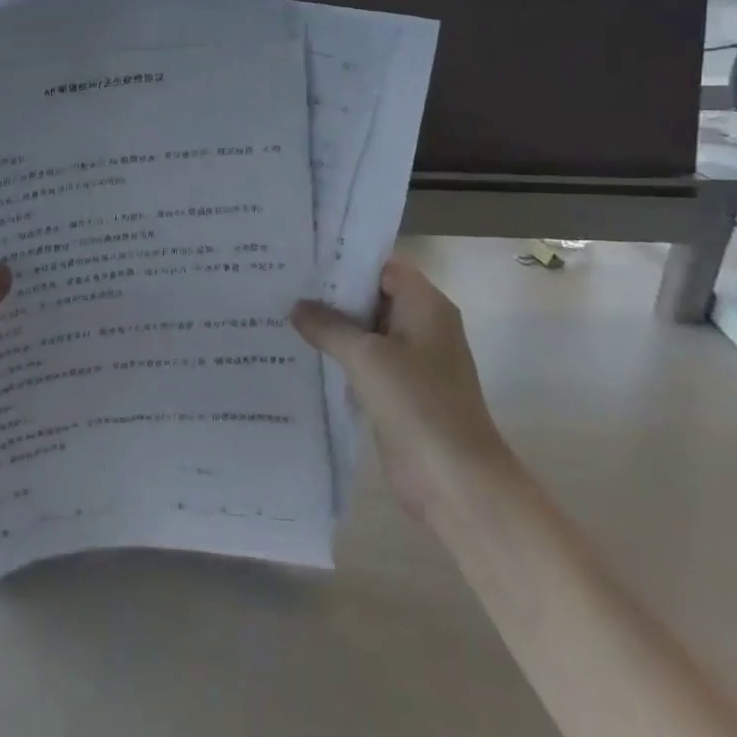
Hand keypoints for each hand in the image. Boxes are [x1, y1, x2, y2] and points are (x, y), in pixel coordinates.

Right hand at [291, 252, 510, 515]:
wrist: (455, 479)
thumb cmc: (417, 402)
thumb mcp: (365, 356)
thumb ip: (328, 326)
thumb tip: (297, 307)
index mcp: (425, 306)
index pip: (382, 267)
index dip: (345, 260)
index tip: (304, 257)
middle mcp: (421, 326)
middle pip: (372, 297)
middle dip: (331, 294)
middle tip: (282, 283)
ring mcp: (411, 361)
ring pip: (365, 332)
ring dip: (331, 327)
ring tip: (282, 314)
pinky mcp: (399, 391)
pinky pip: (364, 363)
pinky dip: (338, 357)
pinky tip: (301, 354)